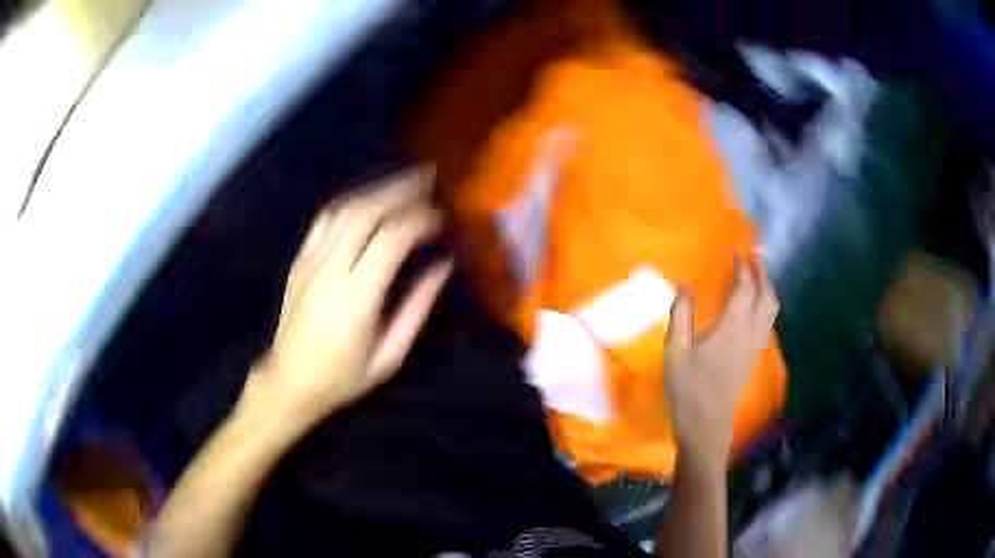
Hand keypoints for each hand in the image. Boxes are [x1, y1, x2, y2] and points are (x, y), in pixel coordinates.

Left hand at [247, 168, 451, 427]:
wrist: (290, 381)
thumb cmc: (343, 377)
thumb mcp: (390, 355)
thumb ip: (418, 307)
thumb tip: (442, 266)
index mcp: (356, 297)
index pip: (392, 239)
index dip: (420, 219)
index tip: (442, 216)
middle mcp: (330, 270)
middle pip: (367, 213)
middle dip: (401, 189)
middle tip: (429, 178)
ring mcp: (310, 261)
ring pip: (345, 209)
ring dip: (377, 189)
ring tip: (405, 180)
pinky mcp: (300, 260)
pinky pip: (325, 219)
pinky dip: (351, 202)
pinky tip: (368, 198)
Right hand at [664, 256, 778, 468]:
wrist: (707, 424)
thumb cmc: (689, 388)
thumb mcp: (676, 352)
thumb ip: (680, 315)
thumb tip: (684, 285)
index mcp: (732, 327)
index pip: (745, 288)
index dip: (744, 266)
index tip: (739, 249)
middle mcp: (750, 332)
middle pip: (766, 295)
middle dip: (762, 272)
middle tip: (755, 255)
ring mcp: (756, 345)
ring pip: (771, 309)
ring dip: (767, 287)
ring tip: (758, 274)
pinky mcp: (755, 356)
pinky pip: (768, 321)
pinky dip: (766, 304)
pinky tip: (756, 305)